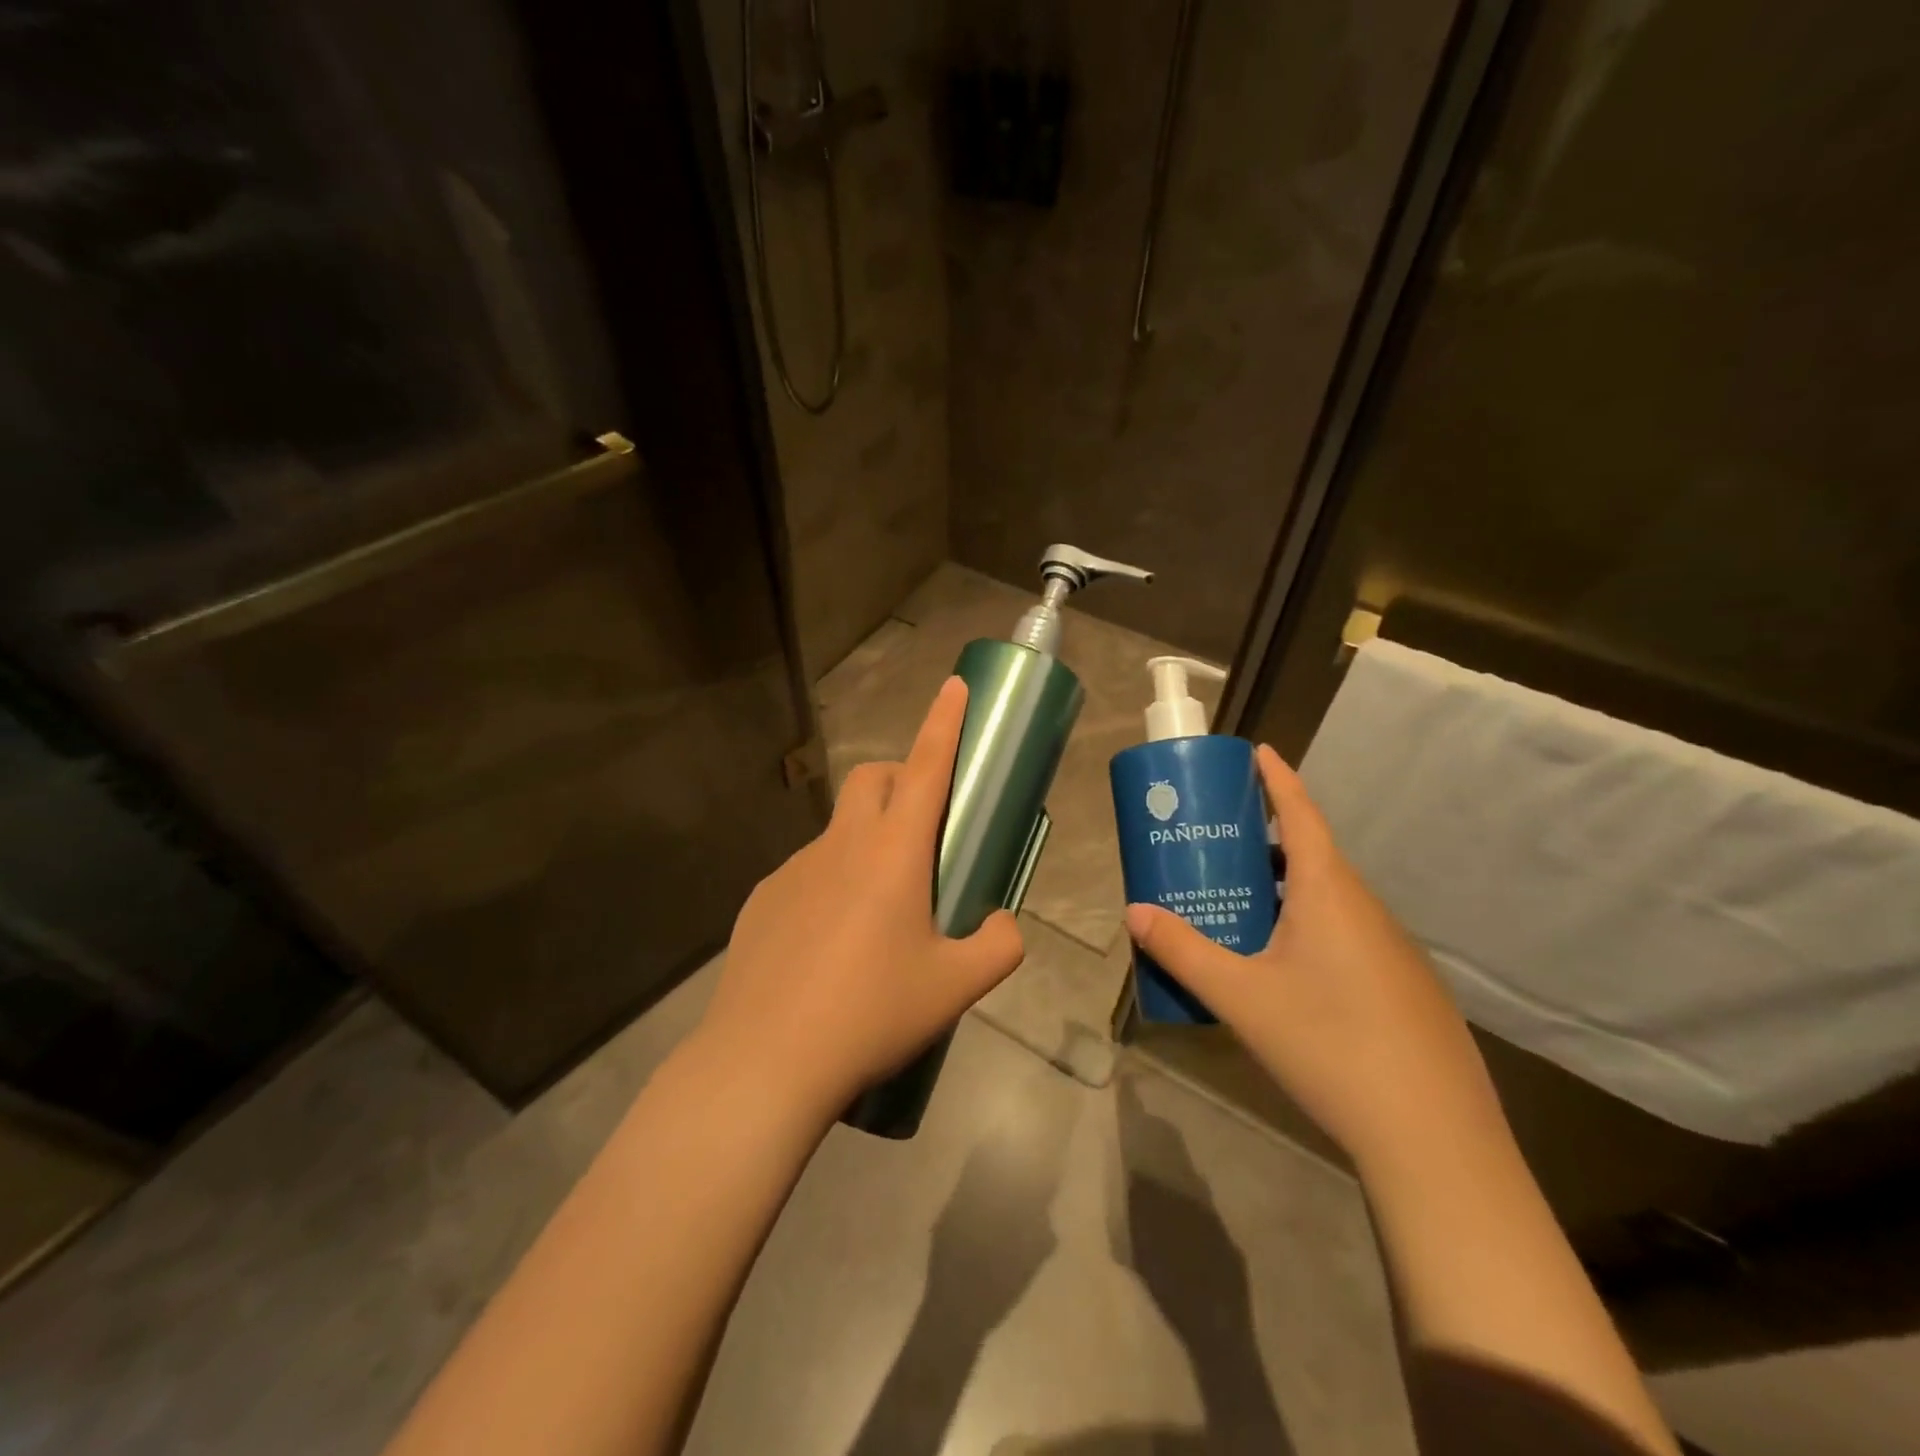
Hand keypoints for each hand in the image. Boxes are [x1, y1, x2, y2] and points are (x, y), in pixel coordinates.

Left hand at [697, 677, 1025, 1119]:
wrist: (765, 1061)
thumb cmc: (871, 1014)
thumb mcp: (956, 987)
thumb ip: (999, 945)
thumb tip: (1002, 924)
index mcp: (893, 853)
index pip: (926, 767)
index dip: (944, 722)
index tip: (954, 686)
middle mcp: (841, 845)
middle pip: (873, 778)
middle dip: (902, 780)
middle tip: (924, 830)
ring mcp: (794, 868)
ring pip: (840, 829)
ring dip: (867, 840)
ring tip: (879, 914)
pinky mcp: (763, 898)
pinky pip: (808, 871)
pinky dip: (831, 882)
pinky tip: (830, 945)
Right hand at [1125, 744, 1502, 1170]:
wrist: (1434, 1138)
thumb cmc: (1330, 1045)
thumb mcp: (1241, 997)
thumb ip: (1183, 951)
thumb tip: (1135, 912)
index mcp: (1329, 893)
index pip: (1301, 814)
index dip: (1278, 779)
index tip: (1257, 750)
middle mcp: (1366, 909)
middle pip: (1311, 855)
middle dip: (1263, 842)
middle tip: (1216, 847)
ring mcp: (1392, 950)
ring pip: (1328, 900)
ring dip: (1283, 890)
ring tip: (1238, 907)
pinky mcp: (1403, 987)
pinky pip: (1346, 934)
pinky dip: (1307, 927)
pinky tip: (1283, 971)